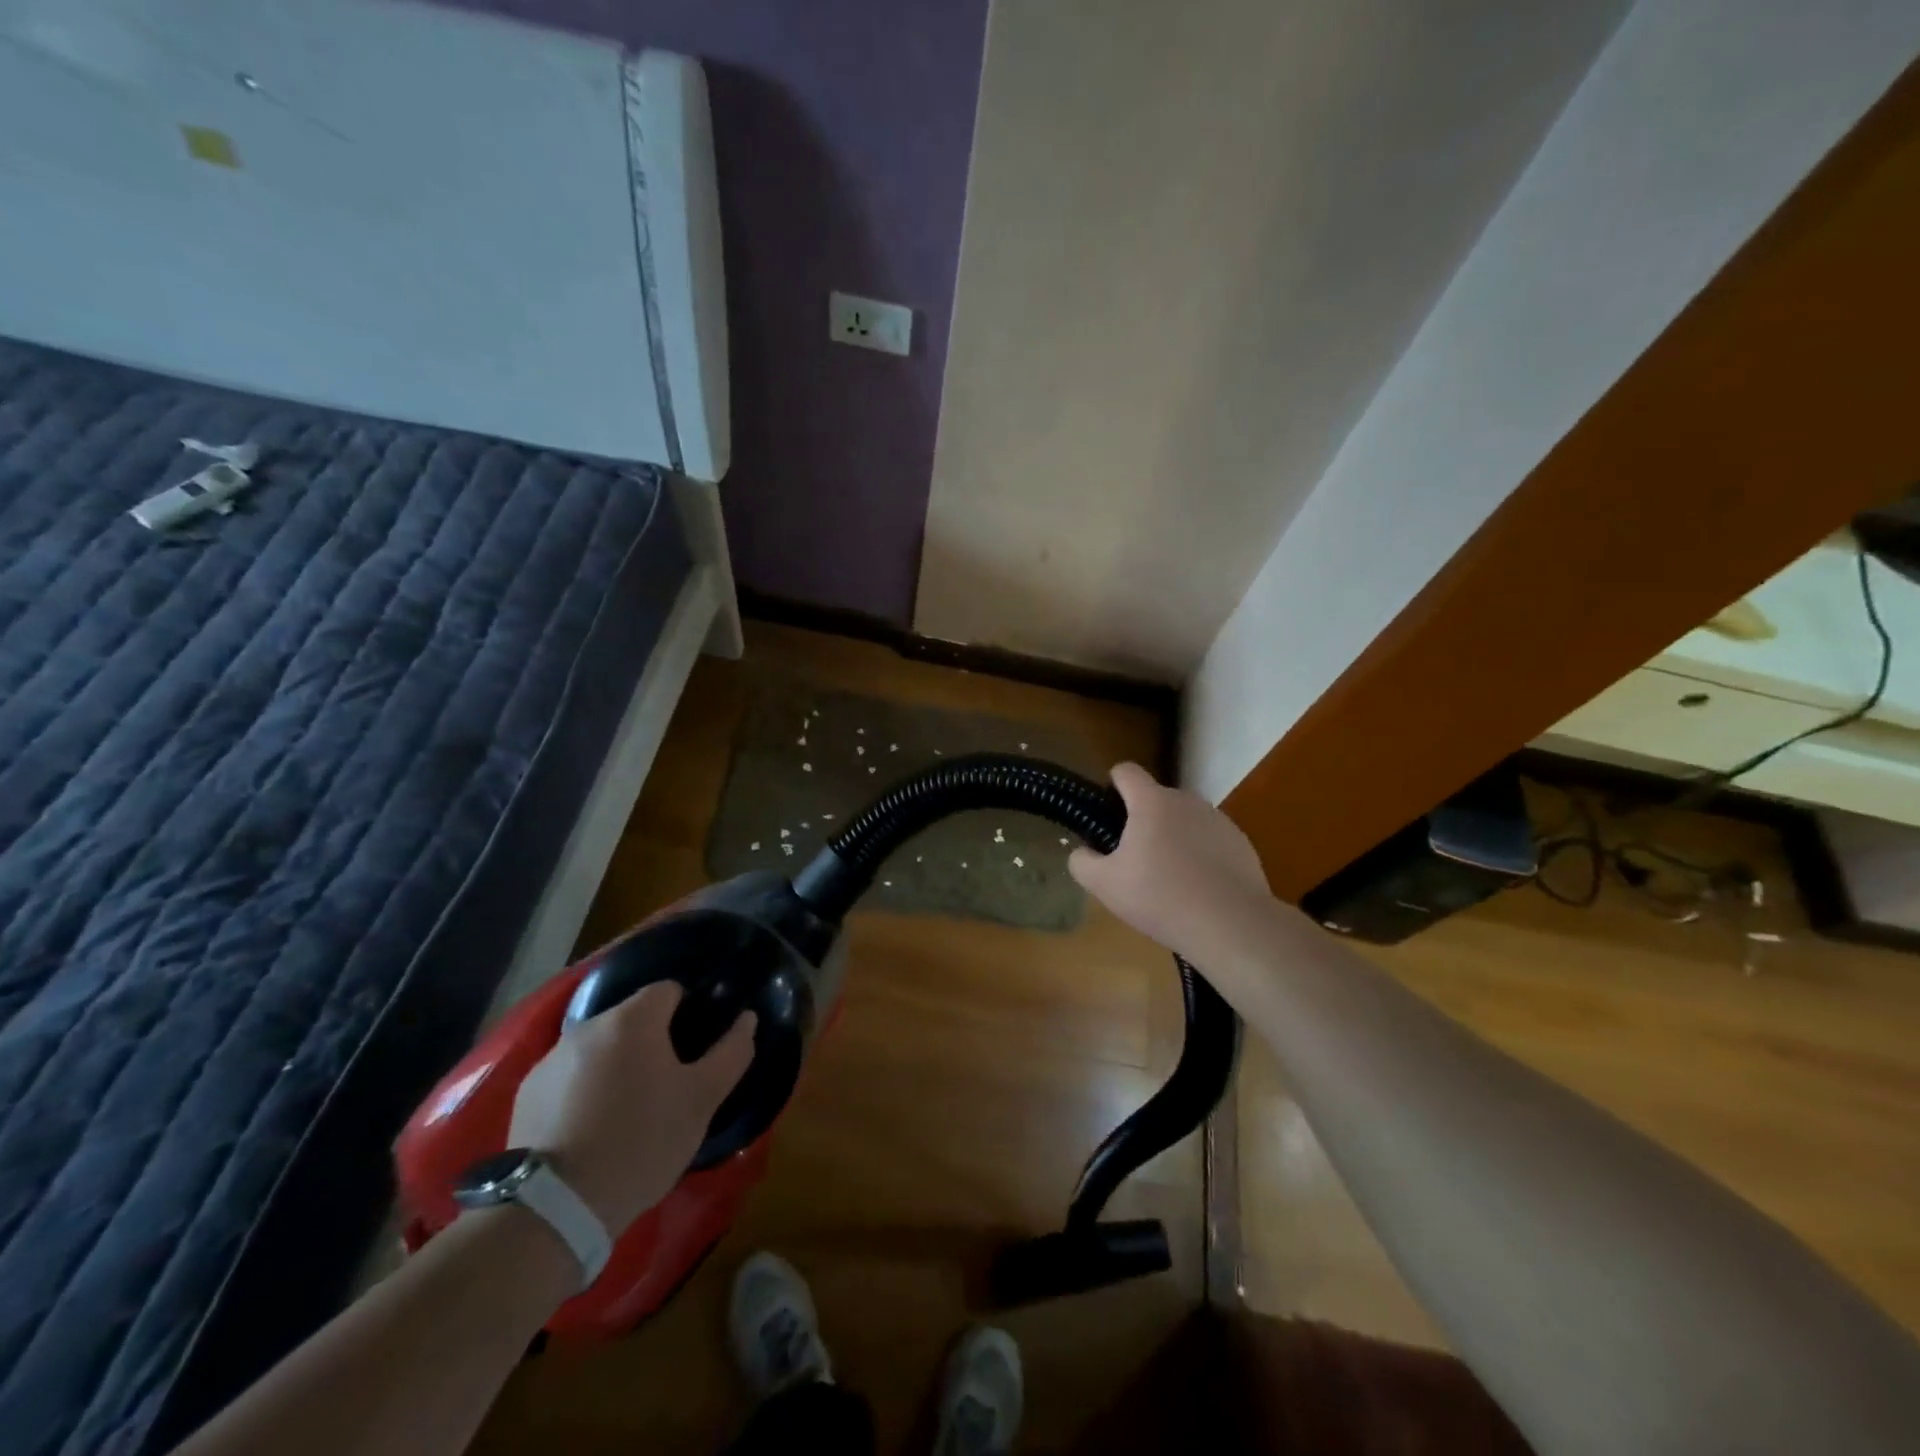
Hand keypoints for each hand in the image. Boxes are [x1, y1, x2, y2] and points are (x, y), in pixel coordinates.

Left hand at [508, 982, 756, 1233]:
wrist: (555, 1208)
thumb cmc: (642, 1141)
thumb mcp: (702, 1100)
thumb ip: (731, 1052)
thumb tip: (747, 1018)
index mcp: (633, 1019)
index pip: (669, 990)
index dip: (688, 1014)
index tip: (693, 1052)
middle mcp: (588, 1026)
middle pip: (632, 1019)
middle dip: (651, 1042)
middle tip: (665, 1087)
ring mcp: (551, 1059)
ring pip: (599, 1048)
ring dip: (616, 1065)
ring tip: (626, 1112)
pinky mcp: (526, 1092)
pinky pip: (569, 1076)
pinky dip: (583, 1090)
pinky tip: (590, 1129)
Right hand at [1069, 762, 1279, 992]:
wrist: (1231, 925)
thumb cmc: (1161, 897)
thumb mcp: (1105, 885)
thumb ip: (1082, 862)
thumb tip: (1083, 852)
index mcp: (1151, 802)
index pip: (1126, 771)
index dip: (1112, 786)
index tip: (1107, 815)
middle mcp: (1187, 801)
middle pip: (1156, 799)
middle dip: (1142, 821)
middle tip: (1134, 861)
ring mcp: (1218, 820)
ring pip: (1184, 820)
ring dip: (1172, 838)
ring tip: (1169, 879)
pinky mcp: (1241, 843)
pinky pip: (1209, 840)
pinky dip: (1200, 855)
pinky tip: (1198, 889)